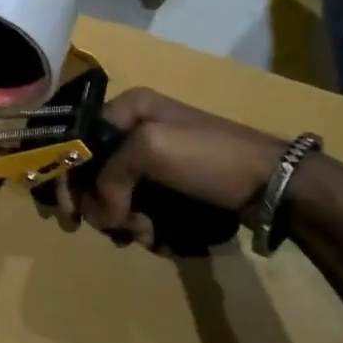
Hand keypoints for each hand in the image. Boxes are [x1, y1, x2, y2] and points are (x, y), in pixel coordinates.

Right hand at [61, 88, 284, 248]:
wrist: (274, 183)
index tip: (69, 210)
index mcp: (129, 108)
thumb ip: (109, 175)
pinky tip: (157, 234)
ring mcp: (156, 158)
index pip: (79, 139)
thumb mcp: (150, 150)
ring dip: (124, 219)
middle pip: (95, 171)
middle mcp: (137, 129)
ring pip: (117, 194)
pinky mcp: (172, 185)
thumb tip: (99, 211)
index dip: (68, 174)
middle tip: (113, 226)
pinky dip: (143, 224)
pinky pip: (141, 206)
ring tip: (145, 232)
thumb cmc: (208, 157)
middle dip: (101, 203)